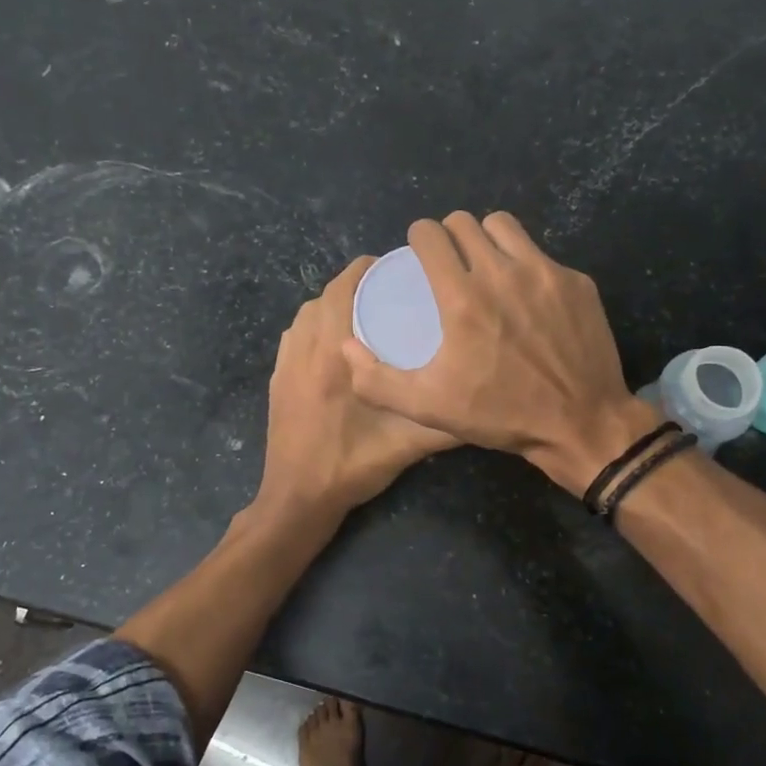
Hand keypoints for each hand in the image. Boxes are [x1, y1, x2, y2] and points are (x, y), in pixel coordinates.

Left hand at [257, 256, 458, 519]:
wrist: (297, 498)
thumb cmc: (351, 465)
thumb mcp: (408, 445)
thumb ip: (446, 422)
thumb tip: (487, 400)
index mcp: (334, 354)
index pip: (344, 289)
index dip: (368, 270)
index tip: (397, 267)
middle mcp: (305, 348)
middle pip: (325, 296)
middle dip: (354, 283)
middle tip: (389, 287)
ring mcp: (286, 363)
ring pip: (307, 313)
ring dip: (332, 303)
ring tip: (366, 309)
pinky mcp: (278, 378)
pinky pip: (295, 334)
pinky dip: (314, 324)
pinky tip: (337, 341)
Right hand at [342, 212, 659, 495]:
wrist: (581, 424)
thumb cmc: (500, 414)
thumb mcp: (428, 407)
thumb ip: (377, 380)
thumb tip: (347, 348)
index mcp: (463, 297)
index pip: (431, 234)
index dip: (418, 238)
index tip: (419, 254)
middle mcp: (503, 272)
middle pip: (465, 222)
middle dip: (450, 235)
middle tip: (449, 262)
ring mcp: (545, 273)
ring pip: (504, 226)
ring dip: (487, 238)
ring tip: (486, 266)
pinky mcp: (576, 282)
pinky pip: (541, 254)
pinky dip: (526, 265)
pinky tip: (527, 298)